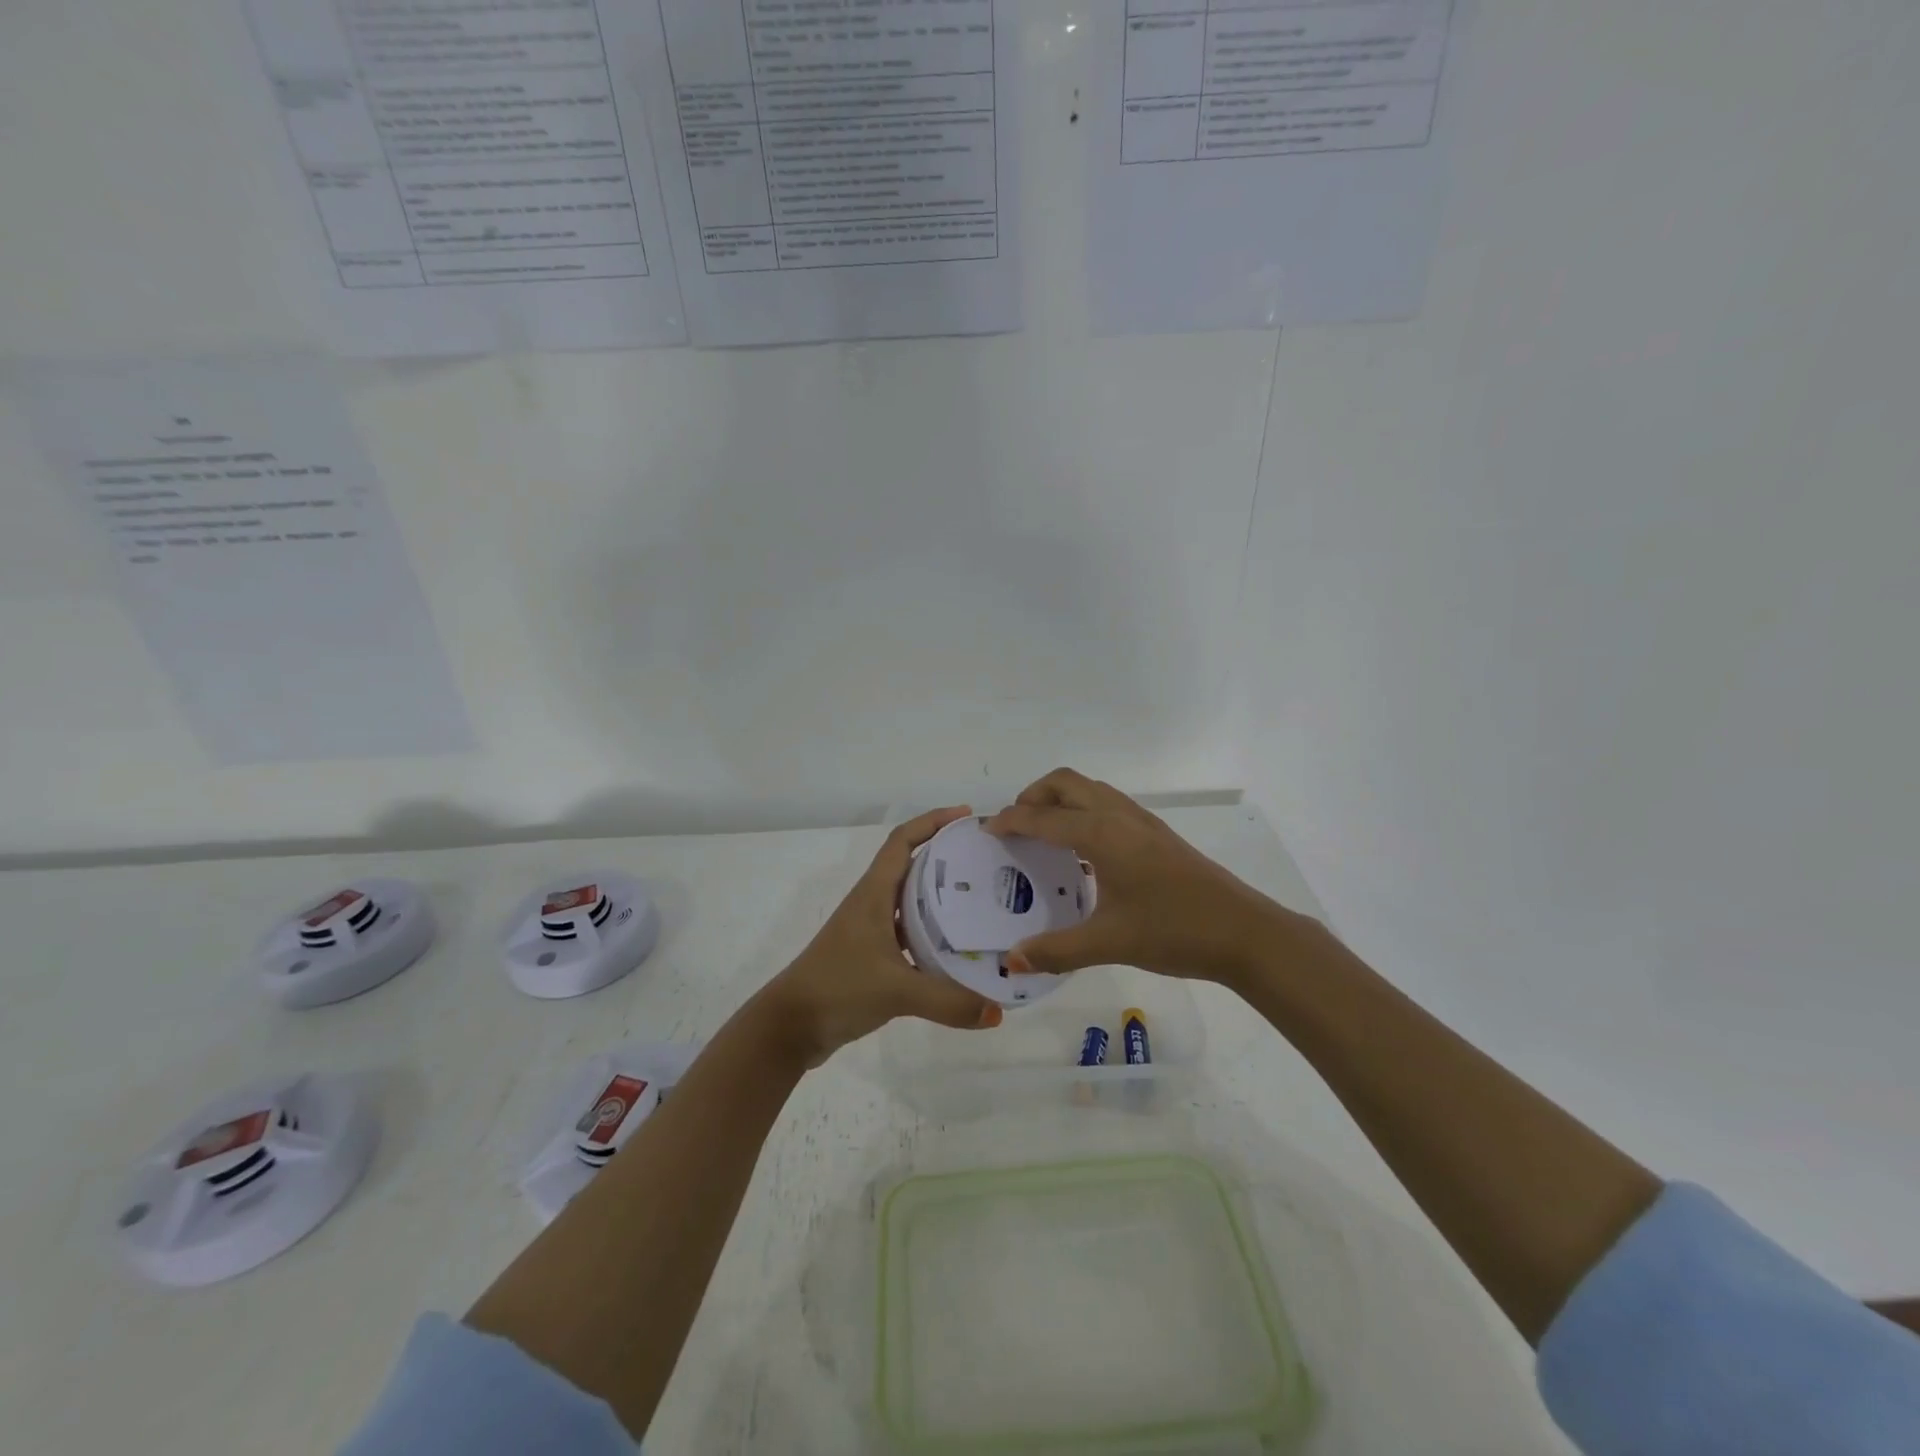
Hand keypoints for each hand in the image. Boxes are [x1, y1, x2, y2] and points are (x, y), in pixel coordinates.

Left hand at [760, 806, 1004, 1065]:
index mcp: (874, 894)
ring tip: (981, 900)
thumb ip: (948, 1001)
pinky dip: (933, 935)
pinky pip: (910, 934)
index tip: (966, 816)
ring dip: (941, 896)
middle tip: (985, 860)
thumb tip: (998, 1013)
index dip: (932, 821)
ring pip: (912, 902)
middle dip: (947, 857)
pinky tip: (958, 950)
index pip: (902, 841)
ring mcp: (870, 931)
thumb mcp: (897, 991)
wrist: (790, 1027)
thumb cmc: (838, 988)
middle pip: (912, 866)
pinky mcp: (872, 958)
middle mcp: (872, 904)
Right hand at [986, 768, 1297, 987]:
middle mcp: (1119, 816)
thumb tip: (1011, 959)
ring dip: (1060, 799)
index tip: (987, 832)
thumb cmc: (1174, 930)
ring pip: (1090, 789)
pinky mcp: (1157, 833)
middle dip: (1032, 796)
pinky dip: (1083, 810)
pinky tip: (1084, 851)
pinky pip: (1108, 803)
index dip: (1010, 821)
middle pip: (1065, 782)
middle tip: (1015, 827)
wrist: (1244, 932)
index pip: (1042, 817)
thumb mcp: (1109, 943)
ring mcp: (1142, 821)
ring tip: (1044, 834)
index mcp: (1101, 834)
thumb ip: (1056, 950)